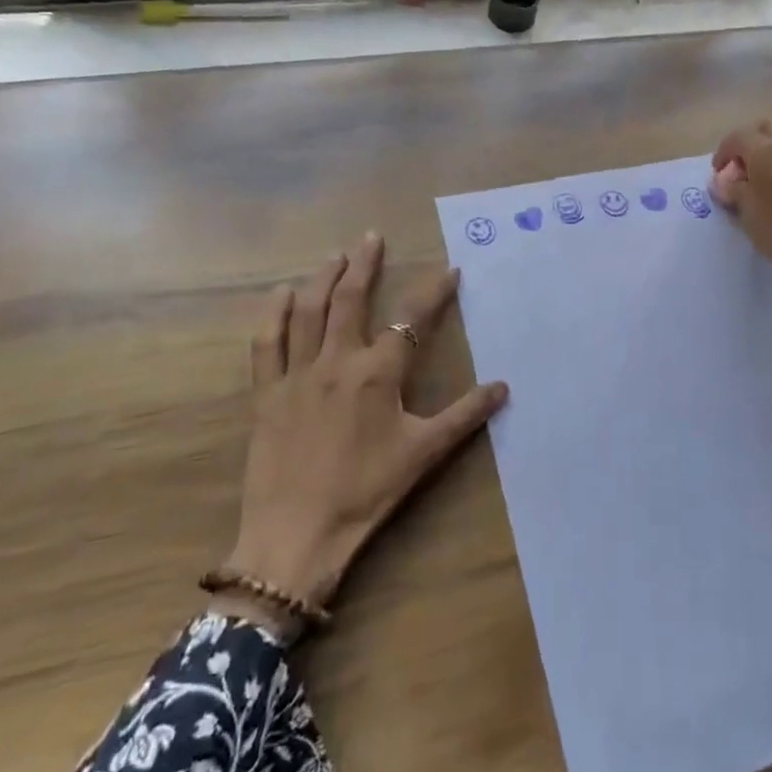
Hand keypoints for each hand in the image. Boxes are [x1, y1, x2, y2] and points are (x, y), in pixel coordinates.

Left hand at [219, 233, 505, 636]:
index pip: (411, 320)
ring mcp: (298, 374)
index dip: (433, 291)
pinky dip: (274, 314)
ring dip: (323, 278)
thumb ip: (464, 416)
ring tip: (335, 254)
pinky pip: (267, 343)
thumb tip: (504, 387)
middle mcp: (337, 361)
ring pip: (309, 311)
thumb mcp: (423, 454)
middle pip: (350, 299)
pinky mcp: (267, 393)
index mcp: (378, 374)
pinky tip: (281, 294)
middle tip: (371, 237)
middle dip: (364, 264)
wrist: (297, 534)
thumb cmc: (366, 493)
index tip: (449, 270)